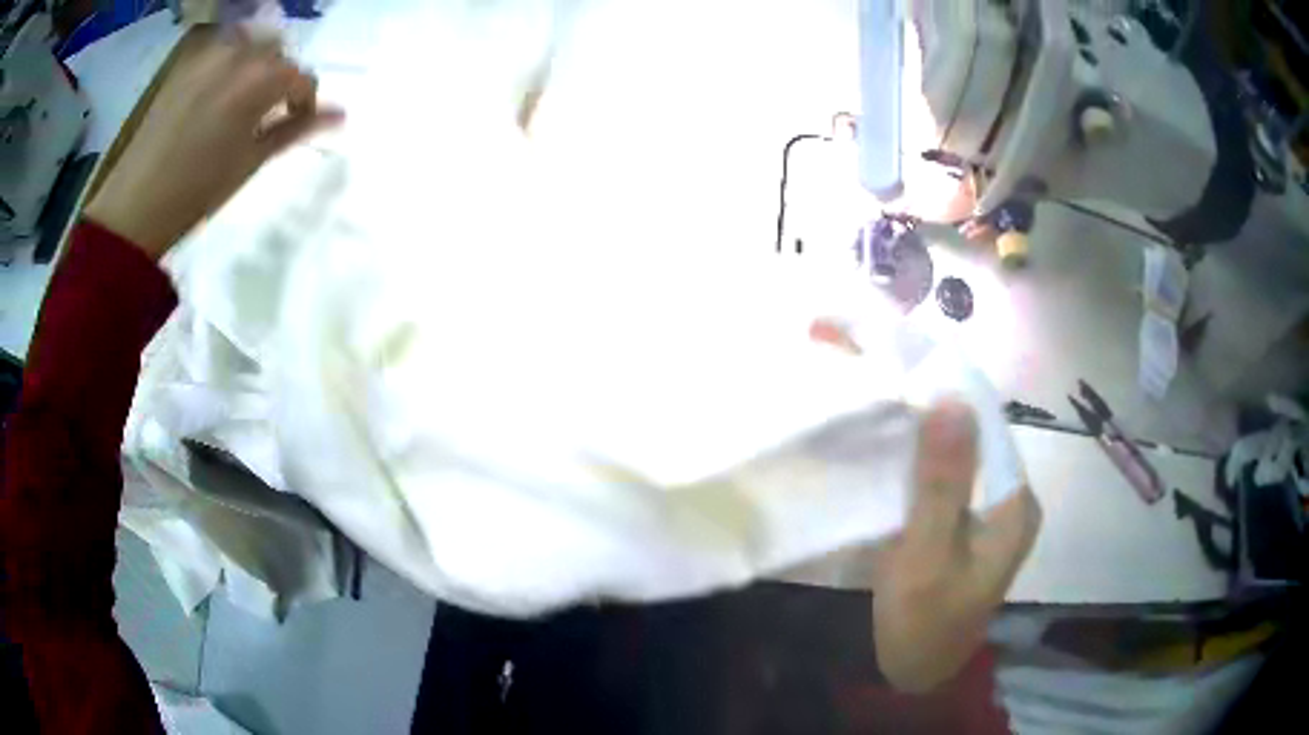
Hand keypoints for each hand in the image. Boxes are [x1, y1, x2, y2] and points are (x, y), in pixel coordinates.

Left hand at [84, 32, 342, 257]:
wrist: (135, 205)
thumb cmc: (196, 191)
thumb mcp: (251, 162)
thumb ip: (295, 129)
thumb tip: (340, 114)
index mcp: (261, 79)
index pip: (302, 77)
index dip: (305, 100)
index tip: (296, 122)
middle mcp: (240, 52)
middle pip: (277, 53)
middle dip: (279, 78)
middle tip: (267, 111)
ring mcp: (210, 53)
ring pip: (250, 43)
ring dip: (255, 65)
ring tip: (241, 99)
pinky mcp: (186, 62)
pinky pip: (220, 48)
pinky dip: (228, 63)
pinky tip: (216, 92)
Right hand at [871, 400, 1040, 692]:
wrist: (911, 674)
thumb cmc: (921, 619)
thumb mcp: (927, 551)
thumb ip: (942, 480)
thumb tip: (952, 398)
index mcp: (1016, 506)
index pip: (989, 430)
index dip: (949, 401)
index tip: (904, 378)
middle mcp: (1012, 504)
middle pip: (976, 444)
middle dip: (934, 421)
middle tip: (886, 399)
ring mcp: (991, 517)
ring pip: (961, 462)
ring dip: (926, 444)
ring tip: (885, 420)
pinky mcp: (969, 529)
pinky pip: (949, 484)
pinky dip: (924, 471)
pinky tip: (895, 462)